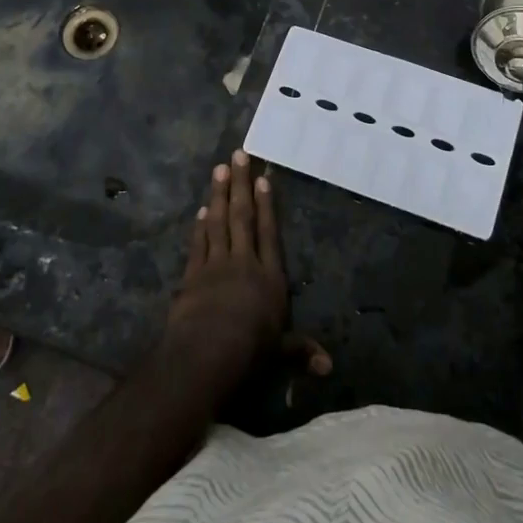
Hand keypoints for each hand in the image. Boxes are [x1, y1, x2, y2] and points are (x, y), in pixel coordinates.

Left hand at [163, 151, 330, 397]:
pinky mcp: (192, 275)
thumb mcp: (280, 353)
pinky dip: (199, 226)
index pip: (269, 233)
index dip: (267, 205)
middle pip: (242, 217)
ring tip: (219, 169)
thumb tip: (329, 367)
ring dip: (219, 194)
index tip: (263, 179)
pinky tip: (201, 210)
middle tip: (238, 155)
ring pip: (218, 222)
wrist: (206, 354)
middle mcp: (243, 263)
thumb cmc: (250, 351)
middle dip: (241, 184)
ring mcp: (215, 266)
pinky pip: (198, 243)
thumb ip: (301, 351)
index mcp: (269, 278)